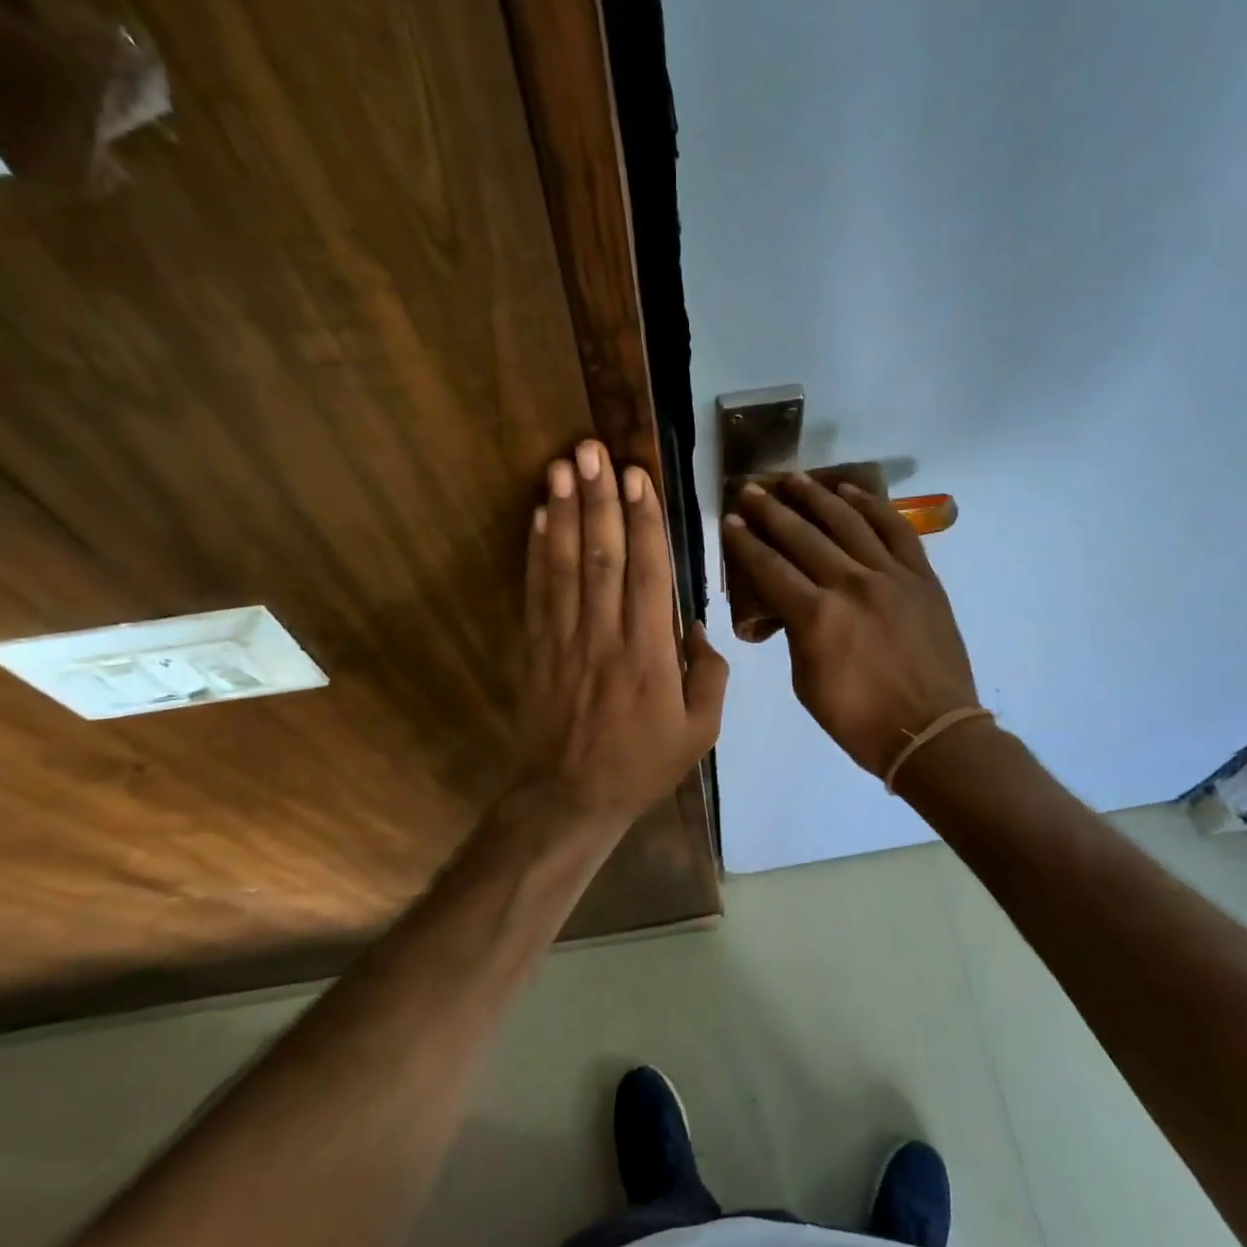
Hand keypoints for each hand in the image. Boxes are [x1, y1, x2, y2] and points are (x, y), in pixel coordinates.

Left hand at [517, 440, 727, 827]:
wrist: (571, 796)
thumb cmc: (642, 763)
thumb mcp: (700, 731)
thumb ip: (710, 675)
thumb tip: (696, 626)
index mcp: (649, 654)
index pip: (647, 574)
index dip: (642, 522)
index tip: (638, 478)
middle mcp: (605, 636)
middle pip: (602, 556)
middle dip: (599, 499)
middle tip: (594, 450)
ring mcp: (565, 639)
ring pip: (566, 565)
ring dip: (566, 512)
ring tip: (564, 465)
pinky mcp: (536, 647)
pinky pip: (537, 592)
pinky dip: (537, 551)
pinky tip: (540, 515)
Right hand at [720, 473, 978, 777]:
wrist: (931, 732)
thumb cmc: (859, 719)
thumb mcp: (807, 683)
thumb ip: (796, 634)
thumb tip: (793, 604)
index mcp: (816, 617)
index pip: (770, 568)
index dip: (745, 543)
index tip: (729, 522)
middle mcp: (850, 584)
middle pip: (802, 537)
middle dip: (770, 511)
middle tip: (750, 491)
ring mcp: (890, 576)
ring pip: (847, 523)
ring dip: (816, 497)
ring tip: (793, 479)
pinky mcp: (921, 577)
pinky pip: (895, 530)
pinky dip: (871, 507)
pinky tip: (849, 492)